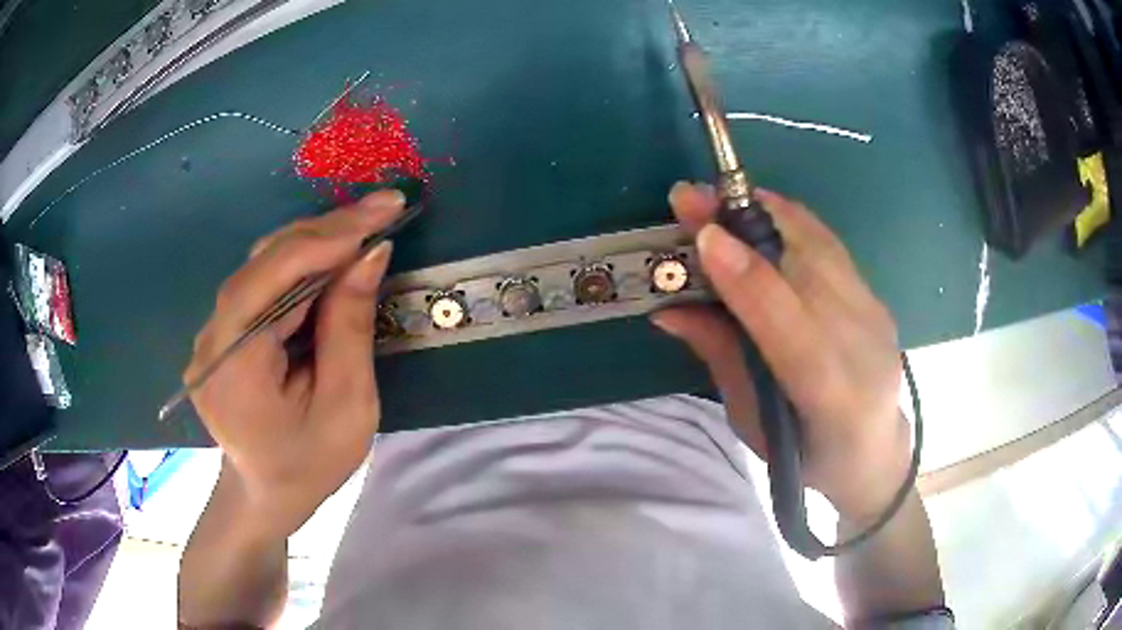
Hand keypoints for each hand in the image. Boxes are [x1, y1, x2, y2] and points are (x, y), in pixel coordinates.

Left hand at [185, 190, 403, 536]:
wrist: (265, 493)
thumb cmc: (310, 464)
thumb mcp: (347, 407)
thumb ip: (351, 328)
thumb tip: (370, 253)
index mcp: (233, 365)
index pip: (273, 277)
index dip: (327, 238)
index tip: (383, 211)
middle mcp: (211, 337)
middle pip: (265, 262)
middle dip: (327, 231)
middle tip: (383, 208)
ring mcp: (213, 331)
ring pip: (262, 264)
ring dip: (315, 242)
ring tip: (365, 227)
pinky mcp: (224, 329)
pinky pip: (262, 282)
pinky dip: (301, 264)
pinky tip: (333, 257)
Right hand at [652, 182, 910, 524]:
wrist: (876, 454)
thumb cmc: (805, 456)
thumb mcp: (752, 421)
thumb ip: (720, 357)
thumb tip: (669, 309)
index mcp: (830, 397)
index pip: (790, 326)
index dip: (747, 277)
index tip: (703, 236)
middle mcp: (863, 345)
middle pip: (809, 267)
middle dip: (746, 224)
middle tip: (692, 197)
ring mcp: (876, 316)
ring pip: (822, 245)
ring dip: (766, 212)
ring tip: (718, 196)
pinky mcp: (876, 297)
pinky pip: (830, 245)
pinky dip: (790, 221)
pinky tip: (760, 211)